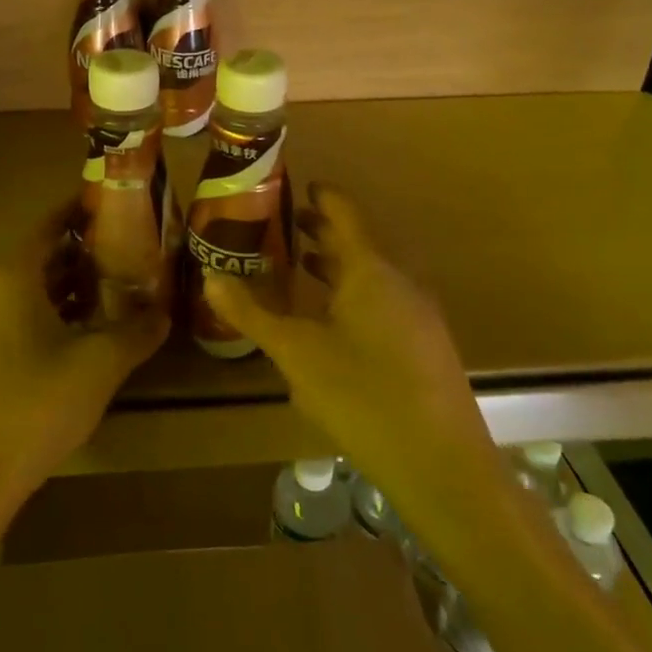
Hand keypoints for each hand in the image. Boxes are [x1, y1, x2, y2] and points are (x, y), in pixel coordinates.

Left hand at [0, 222, 166, 519]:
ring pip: (25, 293)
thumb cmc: (35, 407)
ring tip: (108, 297)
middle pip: (39, 259)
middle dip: (81, 257)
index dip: (80, 213)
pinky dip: (43, 318)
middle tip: (125, 257)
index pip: (50, 226)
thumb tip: (163, 311)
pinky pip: (10, 320)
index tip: (113, 206)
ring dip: (64, 291)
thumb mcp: (100, 364)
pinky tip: (73, 341)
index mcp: (10, 276)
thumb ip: (137, 330)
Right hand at [205, 184, 493, 503]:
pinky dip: (353, 293)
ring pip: (372, 274)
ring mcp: (418, 314)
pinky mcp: (425, 345)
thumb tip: (210, 277)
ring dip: (337, 265)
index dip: (321, 195)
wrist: (442, 465)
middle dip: (322, 231)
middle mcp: (399, 281)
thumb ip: (253, 314)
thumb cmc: (363, 395)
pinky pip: (383, 300)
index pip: (344, 213)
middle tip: (284, 225)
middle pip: (359, 242)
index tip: (295, 186)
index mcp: (370, 269)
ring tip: (301, 265)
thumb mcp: (296, 353)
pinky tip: (332, 321)